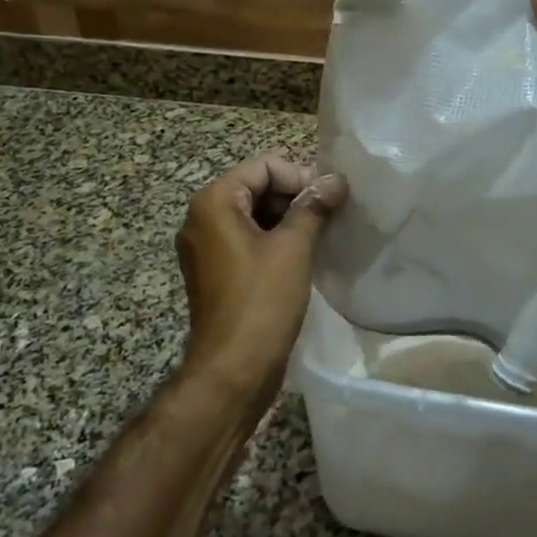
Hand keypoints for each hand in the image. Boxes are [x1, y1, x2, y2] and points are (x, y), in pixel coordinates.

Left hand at [175, 154, 347, 404]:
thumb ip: (313, 207)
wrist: (233, 370)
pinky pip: (246, 239)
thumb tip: (336, 181)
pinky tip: (302, 254)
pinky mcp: (214, 271)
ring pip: (252, 214)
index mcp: (214, 203)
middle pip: (255, 187)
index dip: (299, 177)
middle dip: (293, 196)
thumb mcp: (293, 248)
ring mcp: (205, 247)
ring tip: (321, 233)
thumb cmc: (261, 301)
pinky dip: (273, 239)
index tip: (329, 199)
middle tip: (329, 215)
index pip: (262, 167)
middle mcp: (201, 218)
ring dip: (287, 218)